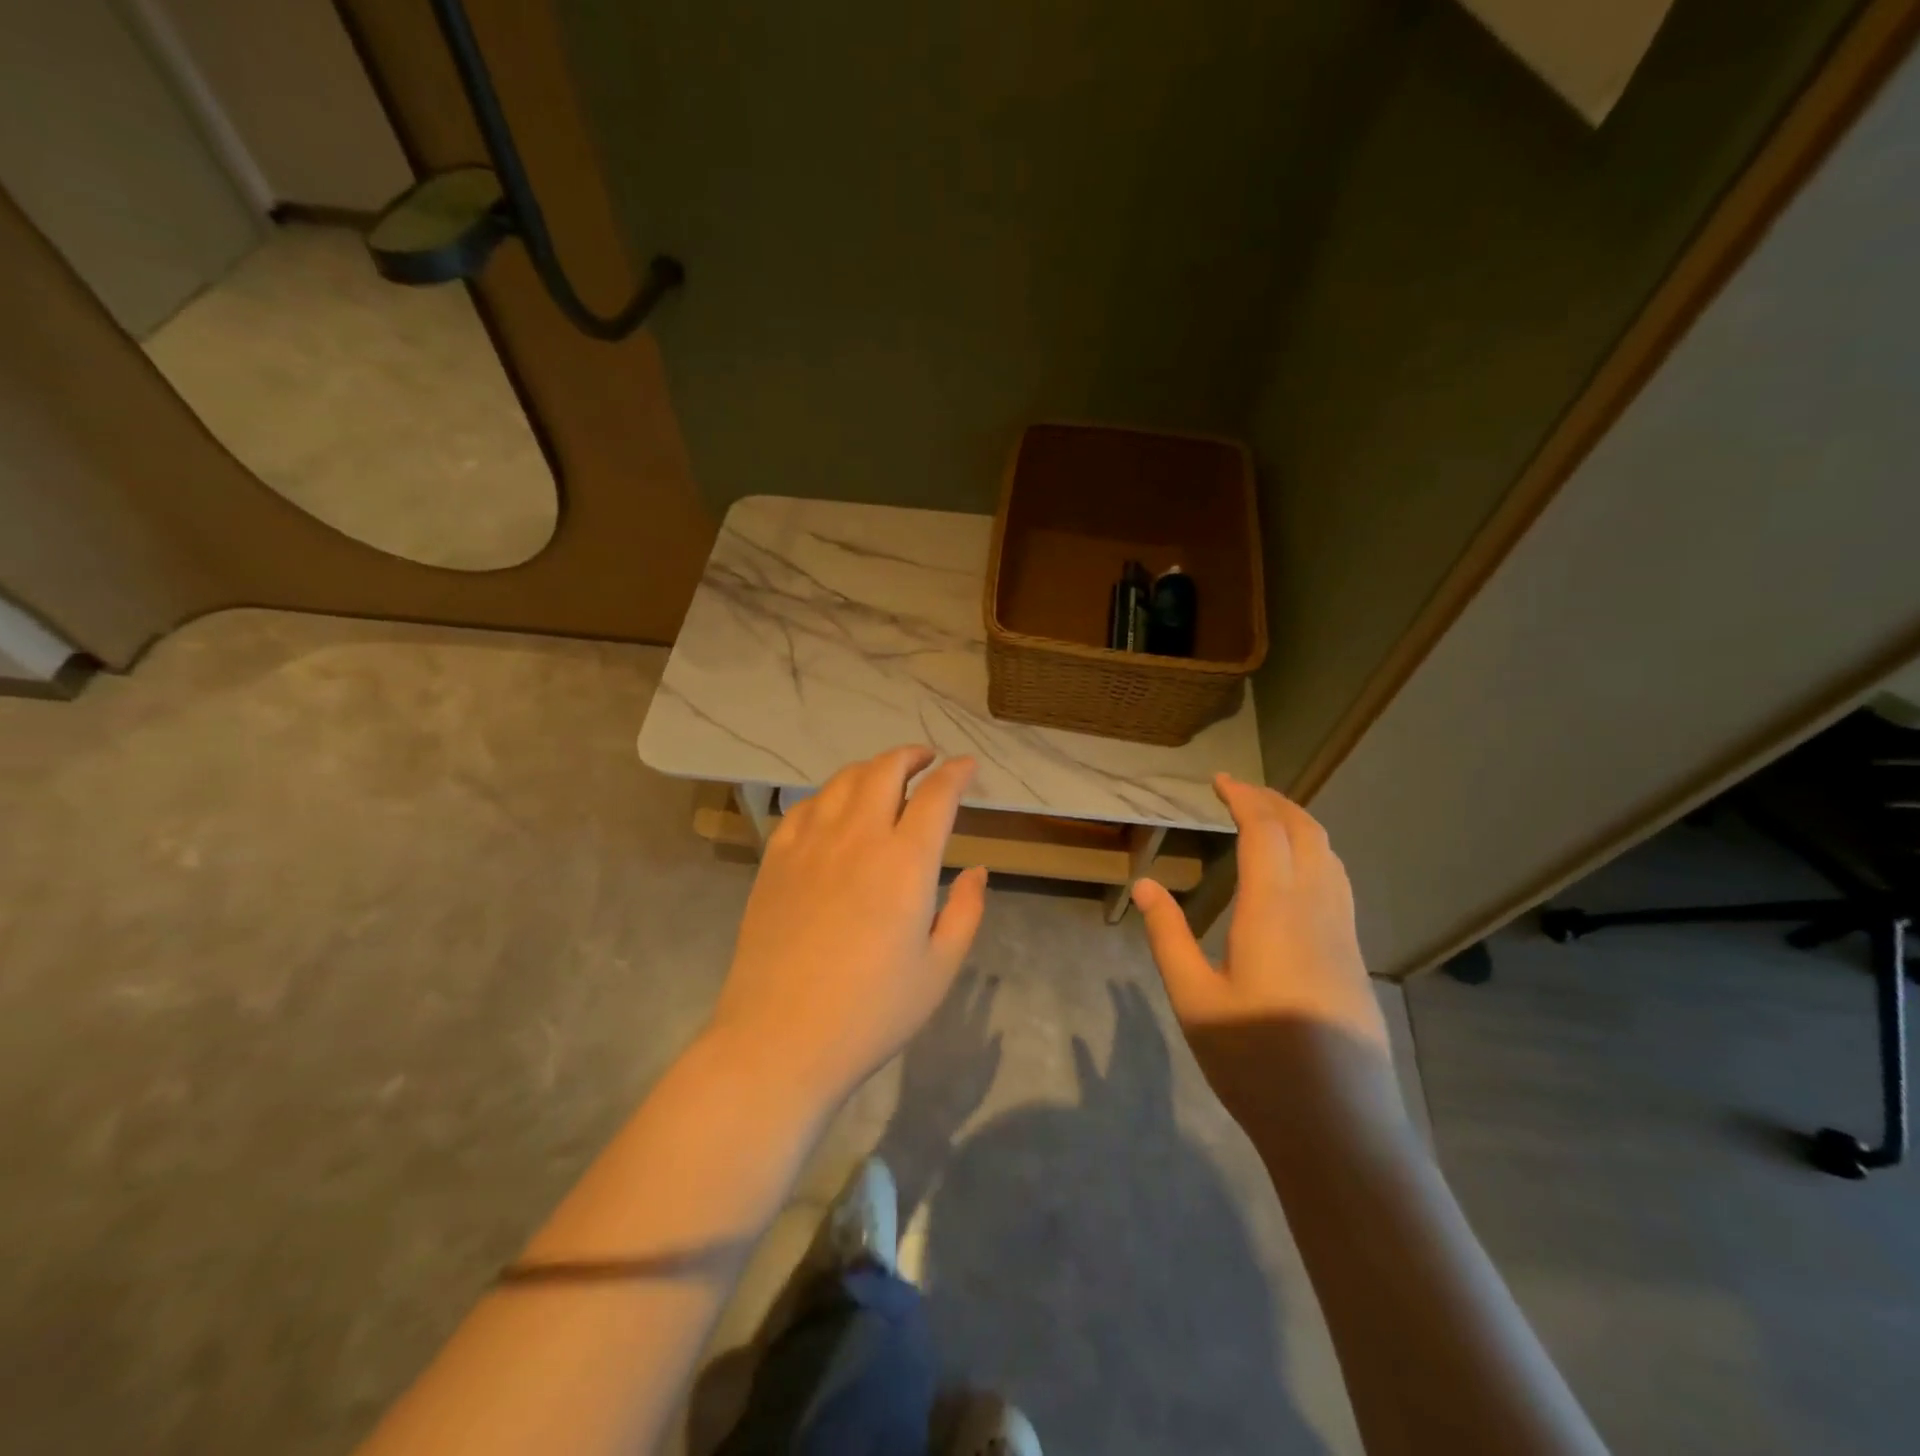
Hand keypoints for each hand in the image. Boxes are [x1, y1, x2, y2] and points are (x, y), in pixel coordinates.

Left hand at [707, 747, 987, 1108]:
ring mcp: (810, 844)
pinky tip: (835, 809)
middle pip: (885, 770)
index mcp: (905, 862)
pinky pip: (806, 807)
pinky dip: (830, 795)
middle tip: (928, 759)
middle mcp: (858, 837)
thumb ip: (965, 912)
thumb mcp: (938, 970)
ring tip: (885, 777)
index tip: (968, 766)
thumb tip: (976, 871)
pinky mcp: (776, 859)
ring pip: (843, 780)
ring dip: (871, 768)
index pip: (937, 795)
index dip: (957, 773)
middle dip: (912, 755)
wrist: (779, 1039)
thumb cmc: (871, 1013)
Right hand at [1131, 775, 1385, 1115]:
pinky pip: (1339, 882)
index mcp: (1273, 912)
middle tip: (1240, 791)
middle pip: (1306, 832)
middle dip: (1274, 801)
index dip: (1243, 798)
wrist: (1337, 1126)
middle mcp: (1316, 909)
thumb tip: (1144, 884)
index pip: (1265, 832)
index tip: (1219, 780)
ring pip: (1330, 856)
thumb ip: (1168, 936)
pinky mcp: (1354, 957)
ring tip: (1267, 819)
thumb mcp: (1193, 1000)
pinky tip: (1296, 873)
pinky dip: (1316, 853)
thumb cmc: (1254, 1062)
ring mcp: (1343, 934)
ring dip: (1299, 824)